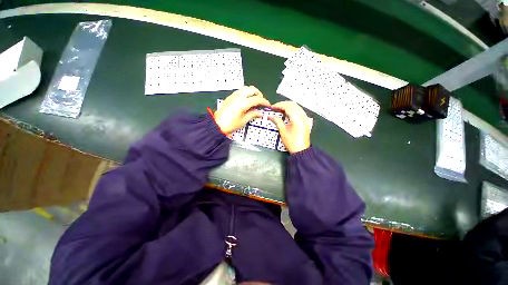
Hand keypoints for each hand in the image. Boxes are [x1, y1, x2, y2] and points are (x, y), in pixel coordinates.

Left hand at [214, 86, 270, 133]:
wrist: (217, 124)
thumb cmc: (230, 124)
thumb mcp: (243, 120)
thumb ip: (253, 114)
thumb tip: (260, 113)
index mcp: (243, 103)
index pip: (257, 99)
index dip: (264, 101)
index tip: (267, 105)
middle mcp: (238, 96)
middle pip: (252, 89)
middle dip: (259, 94)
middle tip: (261, 102)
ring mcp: (233, 95)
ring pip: (246, 88)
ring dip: (252, 93)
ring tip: (254, 101)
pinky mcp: (230, 97)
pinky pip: (241, 91)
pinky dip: (246, 93)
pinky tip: (247, 101)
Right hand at [269, 101, 311, 152]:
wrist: (301, 150)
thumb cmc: (292, 142)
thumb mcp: (283, 131)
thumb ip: (277, 121)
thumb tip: (270, 116)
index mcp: (297, 118)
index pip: (287, 107)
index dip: (279, 105)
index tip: (272, 107)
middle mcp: (302, 116)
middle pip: (292, 104)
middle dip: (283, 104)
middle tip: (275, 107)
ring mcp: (305, 118)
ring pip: (296, 106)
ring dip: (288, 106)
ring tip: (280, 109)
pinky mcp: (306, 120)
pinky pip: (299, 110)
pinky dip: (293, 109)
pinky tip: (287, 112)